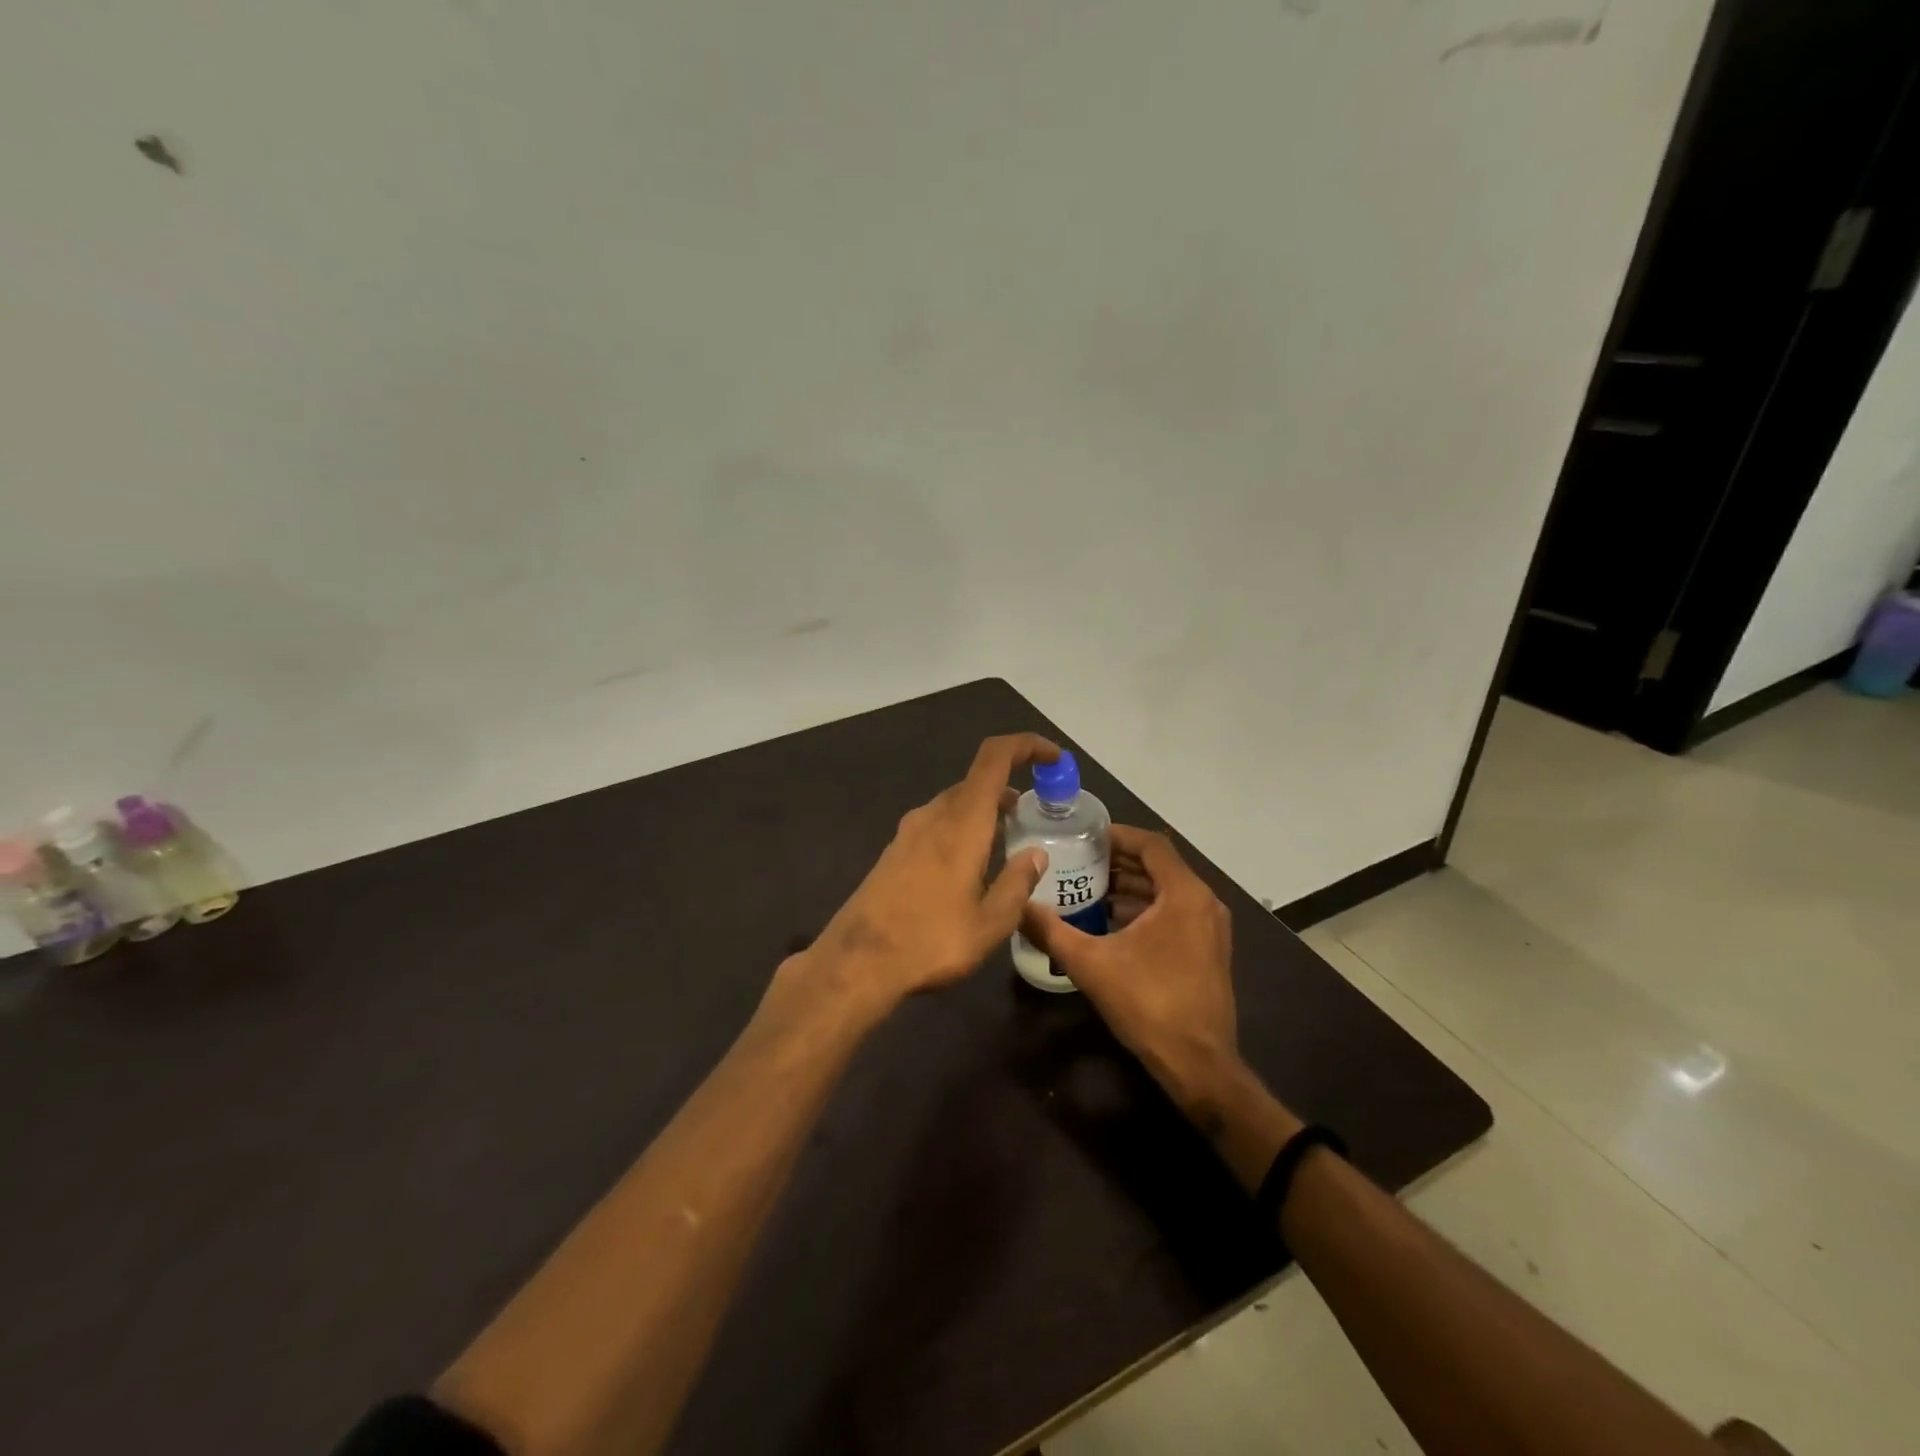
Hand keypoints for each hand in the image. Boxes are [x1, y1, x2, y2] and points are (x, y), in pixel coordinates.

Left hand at [782, 733, 1059, 1021]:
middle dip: (1009, 789)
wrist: (857, 962)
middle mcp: (933, 816)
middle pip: (975, 782)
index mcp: (962, 823)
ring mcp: (908, 833)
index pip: (994, 758)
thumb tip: (1037, 854)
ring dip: (984, 812)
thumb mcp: (990, 923)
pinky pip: (936, 825)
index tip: (1053, 759)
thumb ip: (1018, 884)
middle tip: (1034, 817)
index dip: (1026, 745)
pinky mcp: (894, 853)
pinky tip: (969, 867)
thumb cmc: (931, 941)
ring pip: (954, 805)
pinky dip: (962, 829)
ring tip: (1007, 843)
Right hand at [1019, 825, 1241, 1116]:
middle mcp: (1204, 903)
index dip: (1117, 835)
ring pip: (1168, 891)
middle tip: (1079, 862)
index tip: (1084, 837)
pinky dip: (1146, 909)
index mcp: (1184, 895)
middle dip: (1119, 862)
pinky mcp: (1209, 950)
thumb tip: (1018, 906)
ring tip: (1089, 890)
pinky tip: (1112, 923)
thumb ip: (1051, 931)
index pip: (1151, 844)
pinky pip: (1176, 912)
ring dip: (1131, 887)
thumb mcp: (1090, 964)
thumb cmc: (1148, 1004)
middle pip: (1160, 865)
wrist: (1198, 1064)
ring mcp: (1211, 928)